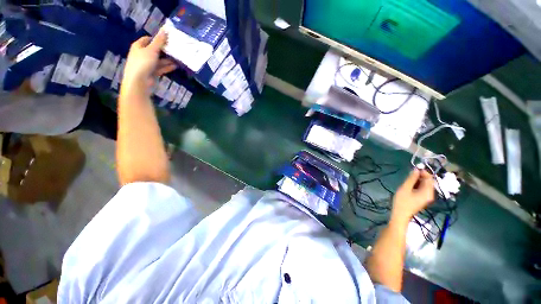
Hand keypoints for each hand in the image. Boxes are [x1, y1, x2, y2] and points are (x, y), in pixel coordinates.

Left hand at [121, 30, 176, 93]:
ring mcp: (147, 64)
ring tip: (178, 59)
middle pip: (154, 50)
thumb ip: (159, 40)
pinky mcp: (152, 73)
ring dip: (167, 60)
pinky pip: (161, 68)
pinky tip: (175, 66)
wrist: (139, 82)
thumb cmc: (143, 63)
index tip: (167, 40)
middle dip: (164, 50)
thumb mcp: (152, 49)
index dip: (157, 39)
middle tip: (174, 49)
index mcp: (138, 46)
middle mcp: (142, 54)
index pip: (147, 39)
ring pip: (159, 60)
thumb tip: (165, 29)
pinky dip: (167, 67)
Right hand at [391, 169, 434, 222]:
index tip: (414, 168)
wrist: (401, 214)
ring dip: (419, 180)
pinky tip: (410, 185)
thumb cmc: (402, 201)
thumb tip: (416, 169)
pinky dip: (418, 185)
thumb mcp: (405, 188)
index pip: (430, 178)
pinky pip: (423, 189)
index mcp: (428, 192)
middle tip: (410, 173)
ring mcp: (427, 197)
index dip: (423, 172)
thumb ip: (411, 178)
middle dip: (421, 176)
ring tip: (409, 179)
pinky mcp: (423, 199)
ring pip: (425, 185)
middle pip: (429, 182)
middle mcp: (430, 194)